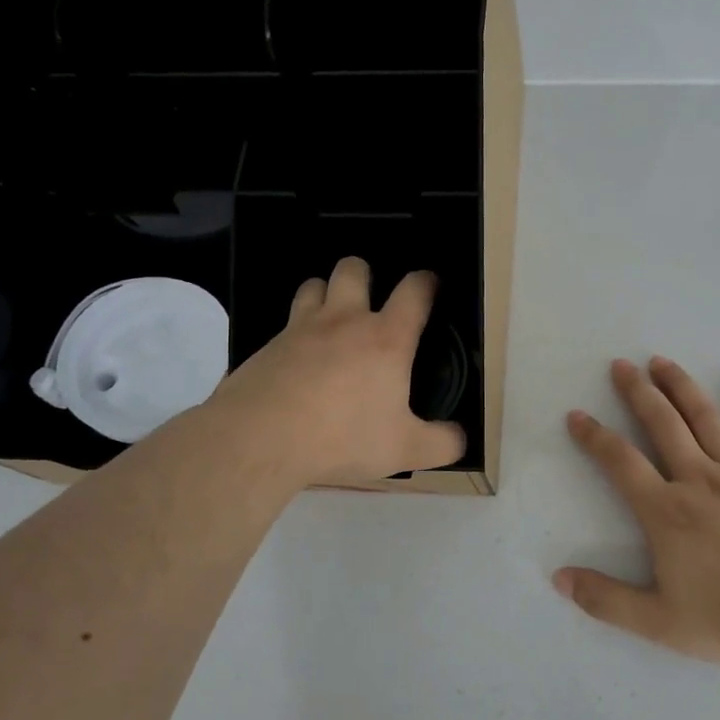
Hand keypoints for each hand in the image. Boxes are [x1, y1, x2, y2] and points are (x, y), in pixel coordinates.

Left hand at [213, 257, 465, 487]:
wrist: (259, 439)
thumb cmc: (343, 437)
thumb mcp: (405, 450)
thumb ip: (442, 443)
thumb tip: (461, 438)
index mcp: (386, 339)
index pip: (414, 291)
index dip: (427, 282)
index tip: (430, 286)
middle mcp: (344, 321)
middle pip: (354, 270)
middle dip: (365, 274)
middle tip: (370, 300)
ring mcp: (300, 329)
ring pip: (313, 285)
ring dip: (325, 292)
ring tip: (331, 319)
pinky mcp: (266, 346)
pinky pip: (285, 323)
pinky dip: (296, 331)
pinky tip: (298, 360)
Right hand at [558, 358, 719, 664]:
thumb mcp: (658, 622)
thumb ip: (606, 600)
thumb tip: (559, 578)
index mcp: (667, 512)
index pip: (621, 462)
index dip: (595, 437)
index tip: (577, 416)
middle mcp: (699, 480)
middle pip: (662, 424)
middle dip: (638, 392)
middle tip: (622, 365)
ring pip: (705, 418)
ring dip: (681, 386)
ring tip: (662, 361)